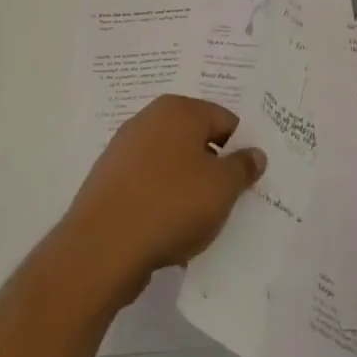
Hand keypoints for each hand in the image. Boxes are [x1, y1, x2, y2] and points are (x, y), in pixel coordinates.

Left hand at [58, 96, 265, 307]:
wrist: (102, 247)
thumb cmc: (172, 204)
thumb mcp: (223, 187)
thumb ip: (243, 166)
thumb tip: (254, 153)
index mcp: (178, 109)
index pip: (225, 121)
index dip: (241, 149)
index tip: (247, 180)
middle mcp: (148, 120)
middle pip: (196, 141)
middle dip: (213, 167)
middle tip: (227, 200)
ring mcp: (123, 150)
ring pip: (171, 165)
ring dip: (187, 188)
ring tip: (197, 222)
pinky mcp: (108, 182)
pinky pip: (148, 187)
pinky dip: (161, 203)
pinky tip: (167, 232)